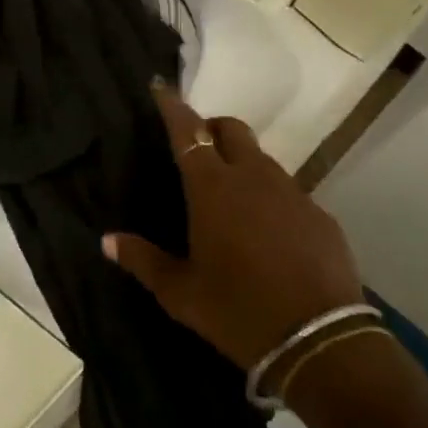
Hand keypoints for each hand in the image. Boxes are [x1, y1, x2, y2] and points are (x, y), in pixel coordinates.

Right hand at [104, 83, 365, 369]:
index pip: (189, 131)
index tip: (161, 85)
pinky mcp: (321, 216)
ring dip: (242, 163)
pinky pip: (289, 191)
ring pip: (262, 159)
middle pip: (232, 129)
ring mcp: (293, 194)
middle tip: (198, 148)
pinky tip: (268, 232)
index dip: (173, 106)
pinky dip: (271, 197)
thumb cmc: (237, 311)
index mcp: (212, 189)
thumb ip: (142, 260)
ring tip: (231, 197)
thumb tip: (107, 240)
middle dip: (212, 127)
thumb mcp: (181, 293)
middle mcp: (253, 178)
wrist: (320, 342)